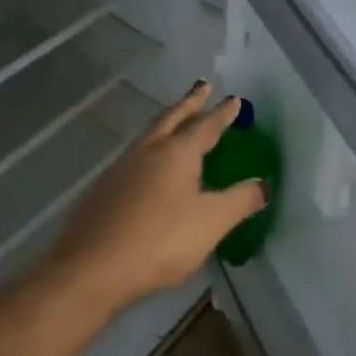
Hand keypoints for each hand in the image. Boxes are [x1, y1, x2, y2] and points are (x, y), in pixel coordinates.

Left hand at [40, 83, 266, 314]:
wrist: (92, 268)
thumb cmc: (160, 241)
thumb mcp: (211, 222)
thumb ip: (240, 201)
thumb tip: (263, 184)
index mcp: (177, 153)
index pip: (206, 125)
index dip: (222, 113)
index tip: (234, 99)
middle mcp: (148, 151)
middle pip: (172, 118)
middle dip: (190, 103)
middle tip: (203, 87)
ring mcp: (121, 168)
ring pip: (149, 134)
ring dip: (167, 122)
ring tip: (177, 120)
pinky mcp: (104, 188)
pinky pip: (134, 156)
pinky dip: (150, 148)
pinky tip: (149, 164)